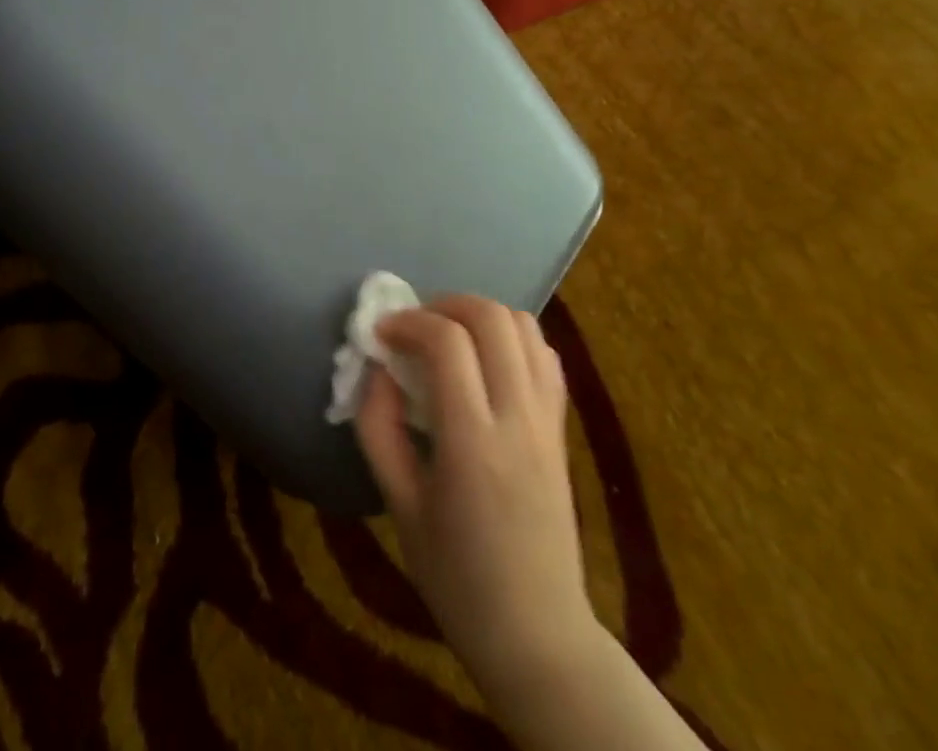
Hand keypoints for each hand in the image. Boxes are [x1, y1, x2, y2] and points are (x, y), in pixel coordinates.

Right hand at [356, 296, 601, 704]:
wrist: (537, 633)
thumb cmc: (456, 577)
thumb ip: (379, 428)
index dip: (408, 322)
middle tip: (414, 327)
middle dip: (445, 304)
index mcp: (472, 442)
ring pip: (524, 325)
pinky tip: (486, 360)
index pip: (447, 342)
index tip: (381, 334)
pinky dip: (512, 337)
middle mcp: (517, 417)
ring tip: (448, 336)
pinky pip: (544, 355)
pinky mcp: (561, 427)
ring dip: (480, 315)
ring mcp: (547, 419)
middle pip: (491, 318)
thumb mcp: (399, 506)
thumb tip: (376, 369)